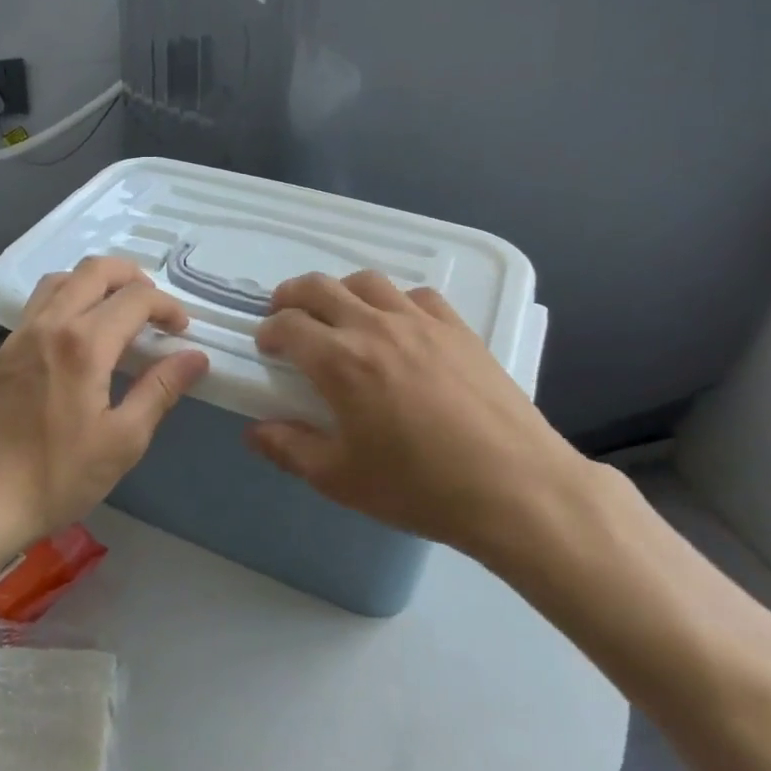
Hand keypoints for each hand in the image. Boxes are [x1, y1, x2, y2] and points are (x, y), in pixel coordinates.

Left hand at [0, 258, 209, 556]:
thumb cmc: (55, 477)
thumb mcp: (122, 442)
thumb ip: (160, 391)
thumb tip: (195, 357)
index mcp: (83, 344)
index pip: (135, 299)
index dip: (167, 306)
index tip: (182, 330)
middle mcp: (49, 324)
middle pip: (94, 271)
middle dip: (132, 276)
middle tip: (154, 306)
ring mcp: (20, 335)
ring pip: (62, 280)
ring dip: (96, 281)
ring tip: (117, 309)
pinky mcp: (3, 351)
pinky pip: (40, 302)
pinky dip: (68, 297)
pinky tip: (78, 334)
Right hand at [249, 270, 590, 569]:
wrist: (515, 489)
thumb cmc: (420, 488)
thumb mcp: (341, 479)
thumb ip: (290, 449)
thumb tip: (254, 431)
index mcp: (340, 361)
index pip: (289, 325)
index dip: (270, 330)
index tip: (267, 347)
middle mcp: (375, 327)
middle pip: (320, 287)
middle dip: (292, 295)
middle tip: (286, 314)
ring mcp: (420, 322)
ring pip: (368, 282)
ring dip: (341, 291)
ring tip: (339, 314)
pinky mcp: (458, 328)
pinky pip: (417, 296)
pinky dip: (395, 301)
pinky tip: (399, 326)